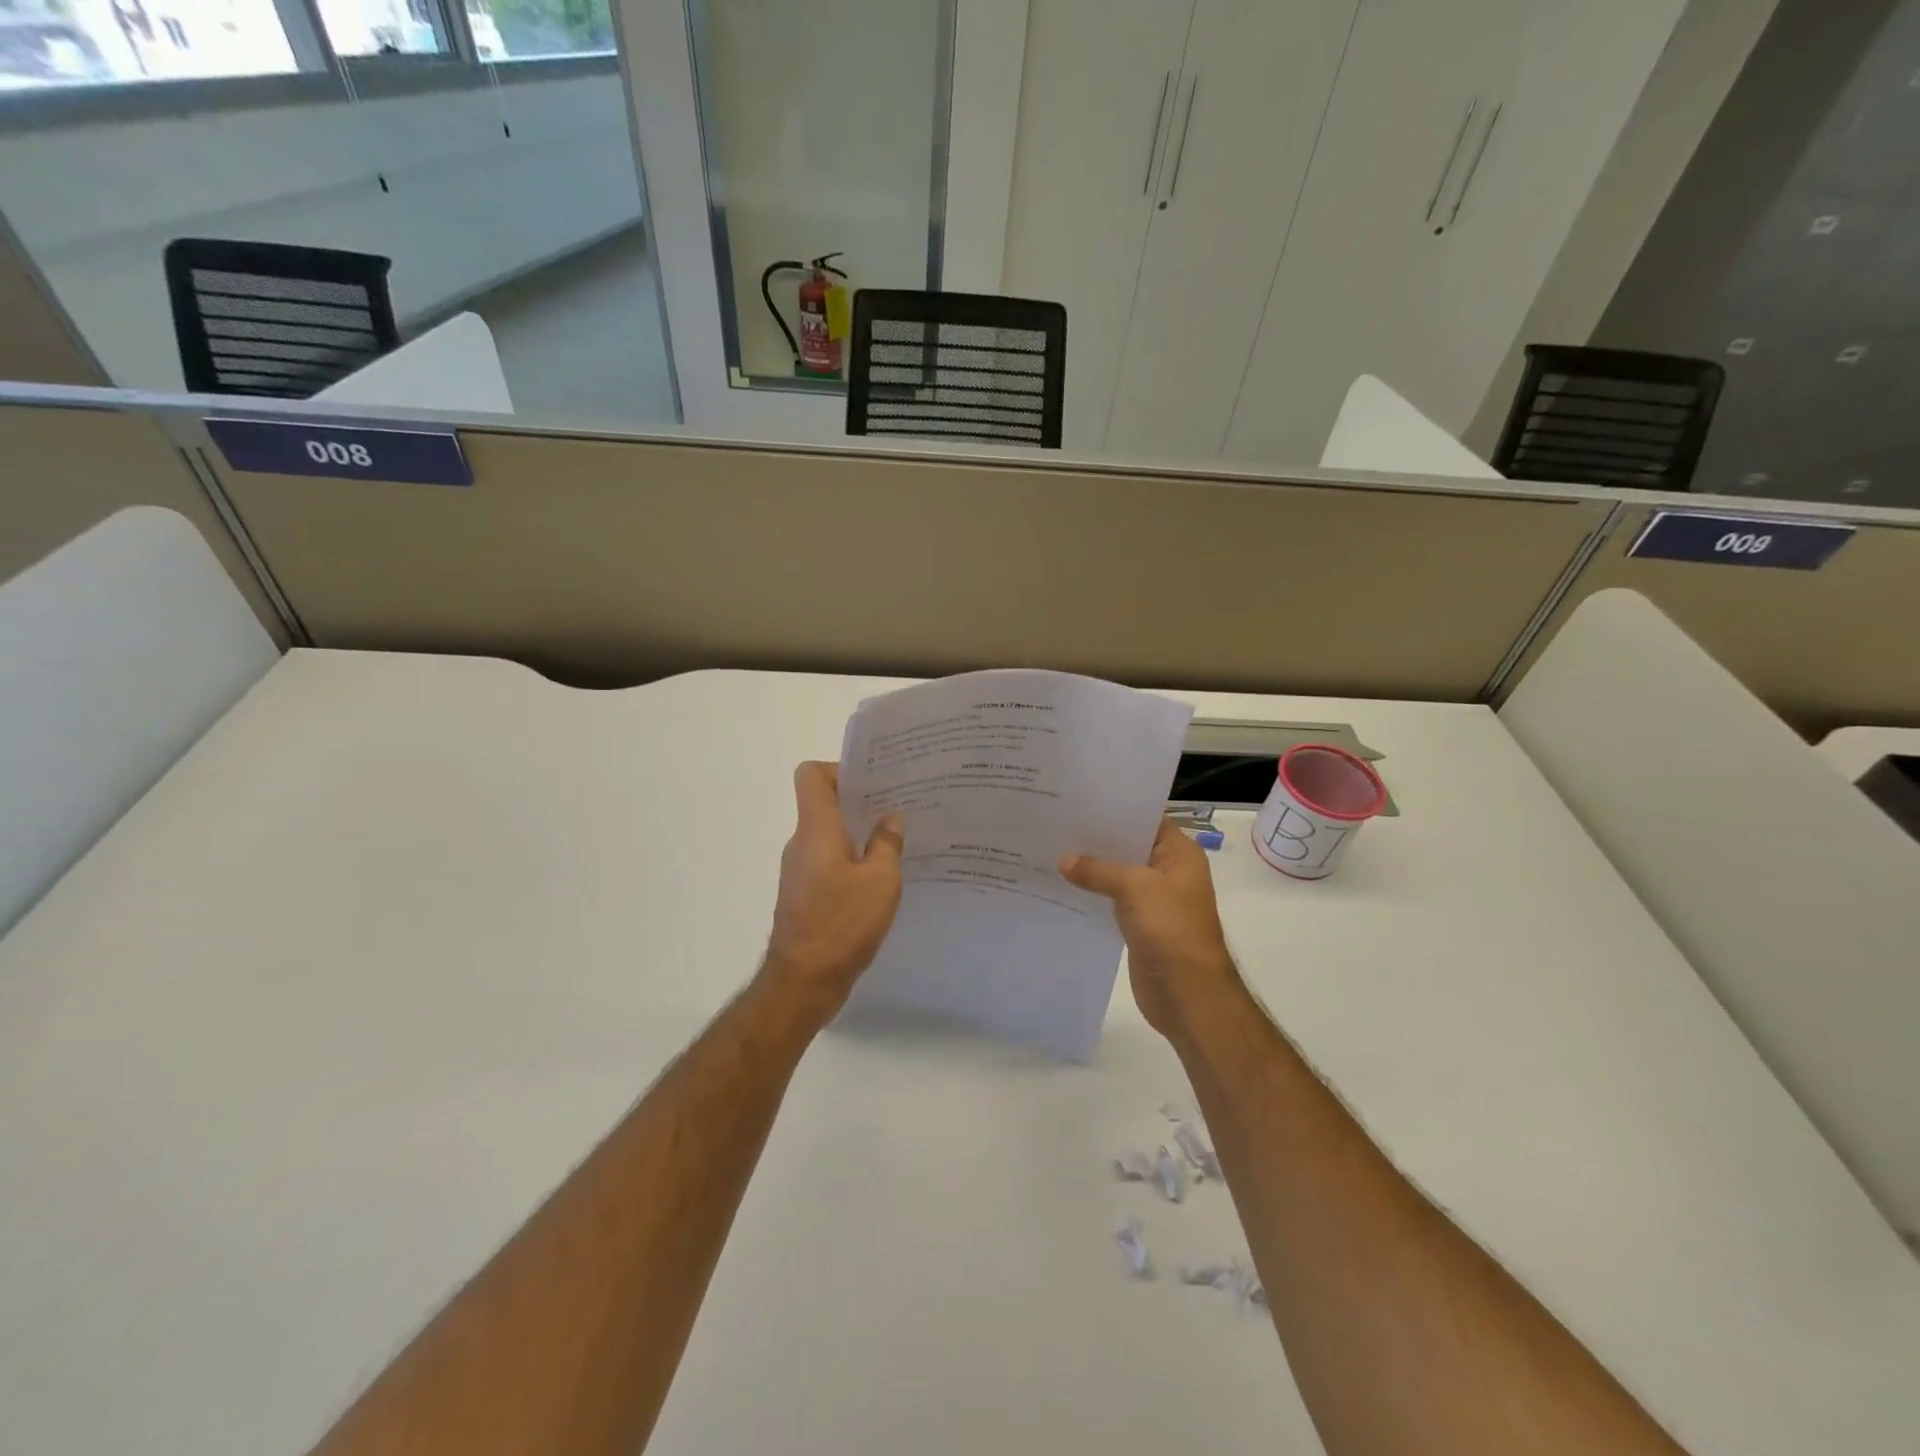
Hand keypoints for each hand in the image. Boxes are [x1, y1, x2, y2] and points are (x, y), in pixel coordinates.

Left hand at [759, 762, 903, 1025]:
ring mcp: (799, 871)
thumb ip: (886, 844)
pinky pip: (828, 863)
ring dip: (858, 835)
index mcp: (816, 829)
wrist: (803, 982)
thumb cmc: (842, 924)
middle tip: (898, 808)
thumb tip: (889, 820)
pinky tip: (880, 880)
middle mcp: (801, 844)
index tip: (872, 783)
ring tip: (896, 844)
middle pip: (823, 805)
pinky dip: (851, 863)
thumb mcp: (880, 881)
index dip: (839, 769)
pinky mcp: (804, 896)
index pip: (811, 776)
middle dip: (859, 802)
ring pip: (828, 837)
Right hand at [1061, 818, 1242, 1040]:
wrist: (1188, 993)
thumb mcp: (1134, 887)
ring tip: (1051, 850)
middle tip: (1057, 822)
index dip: (1116, 809)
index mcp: (1179, 854)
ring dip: (1091, 867)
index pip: (1146, 818)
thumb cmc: (1170, 928)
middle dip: (1097, 838)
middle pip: (1129, 846)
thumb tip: (1063, 860)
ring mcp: (1154, 900)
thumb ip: (1097, 870)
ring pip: (1118, 874)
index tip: (1080, 799)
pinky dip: (1092, 893)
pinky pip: (1112, 900)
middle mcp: (1169, 872)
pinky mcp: (1139, 925)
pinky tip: (1062, 886)